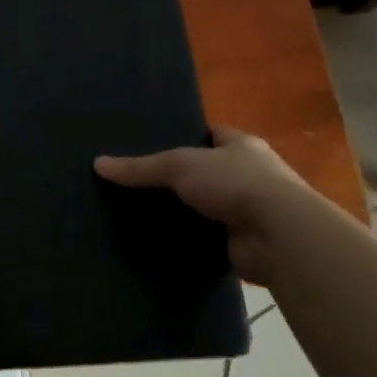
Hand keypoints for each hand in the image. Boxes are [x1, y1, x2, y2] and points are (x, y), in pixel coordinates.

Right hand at [93, 125, 323, 283]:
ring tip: (138, 214)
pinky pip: (206, 238)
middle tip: (135, 184)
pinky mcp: (242, 242)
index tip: (149, 144)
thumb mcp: (179, 165)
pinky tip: (157, 242)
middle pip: (204, 172)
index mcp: (241, 146)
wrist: (278, 235)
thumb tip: (98, 164)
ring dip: (182, 213)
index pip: (209, 134)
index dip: (183, 136)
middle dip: (176, 179)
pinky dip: (187, 241)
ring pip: (204, 207)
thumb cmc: (235, 183)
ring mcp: (248, 210)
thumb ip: (141, 167)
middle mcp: (248, 175)